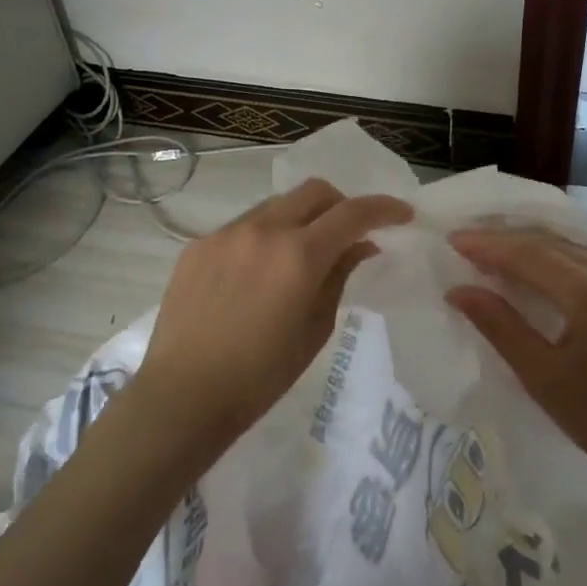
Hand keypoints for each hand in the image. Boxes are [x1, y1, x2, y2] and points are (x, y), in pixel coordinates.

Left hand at [138, 178, 412, 446]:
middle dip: (342, 204)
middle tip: (349, 233)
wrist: (185, 394)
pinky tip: (259, 272)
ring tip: (300, 255)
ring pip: (277, 204)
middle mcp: (263, 230)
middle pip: (314, 191)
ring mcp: (226, 233)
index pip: (353, 213)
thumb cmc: (262, 374)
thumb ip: (339, 276)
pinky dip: (265, 236)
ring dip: (301, 218)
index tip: (402, 215)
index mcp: (299, 255)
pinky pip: (243, 226)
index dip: (384, 208)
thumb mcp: (315, 328)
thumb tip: (360, 246)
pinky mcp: (198, 245)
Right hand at [446, 228, 586, 508]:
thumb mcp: (544, 379)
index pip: (529, 254)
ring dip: (529, 246)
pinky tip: (532, 266)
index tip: (450, 240)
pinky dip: (554, 259)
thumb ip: (500, 326)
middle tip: (463, 240)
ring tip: (488, 249)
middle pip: (550, 243)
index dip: (487, 245)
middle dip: (504, 239)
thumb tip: (459, 290)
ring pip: (570, 248)